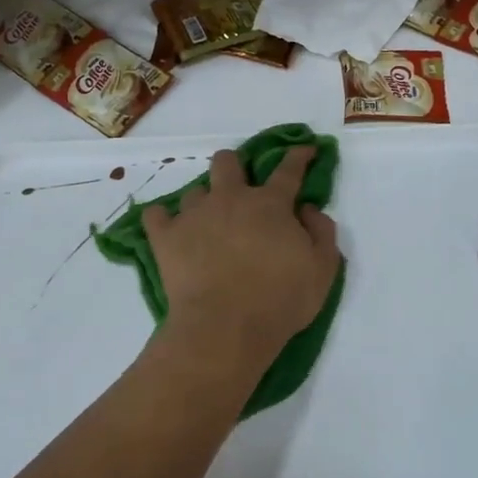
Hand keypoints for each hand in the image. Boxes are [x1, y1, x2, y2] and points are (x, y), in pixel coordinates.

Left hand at [144, 146, 340, 361]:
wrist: (225, 328)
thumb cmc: (280, 301)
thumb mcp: (322, 270)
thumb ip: (322, 233)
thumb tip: (307, 209)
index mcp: (270, 204)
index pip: (288, 170)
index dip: (298, 156)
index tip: (304, 149)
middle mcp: (230, 199)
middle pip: (227, 162)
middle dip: (235, 167)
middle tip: (240, 189)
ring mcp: (194, 215)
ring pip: (194, 191)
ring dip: (203, 203)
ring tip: (207, 226)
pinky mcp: (165, 237)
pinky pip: (155, 215)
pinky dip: (163, 220)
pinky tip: (170, 232)